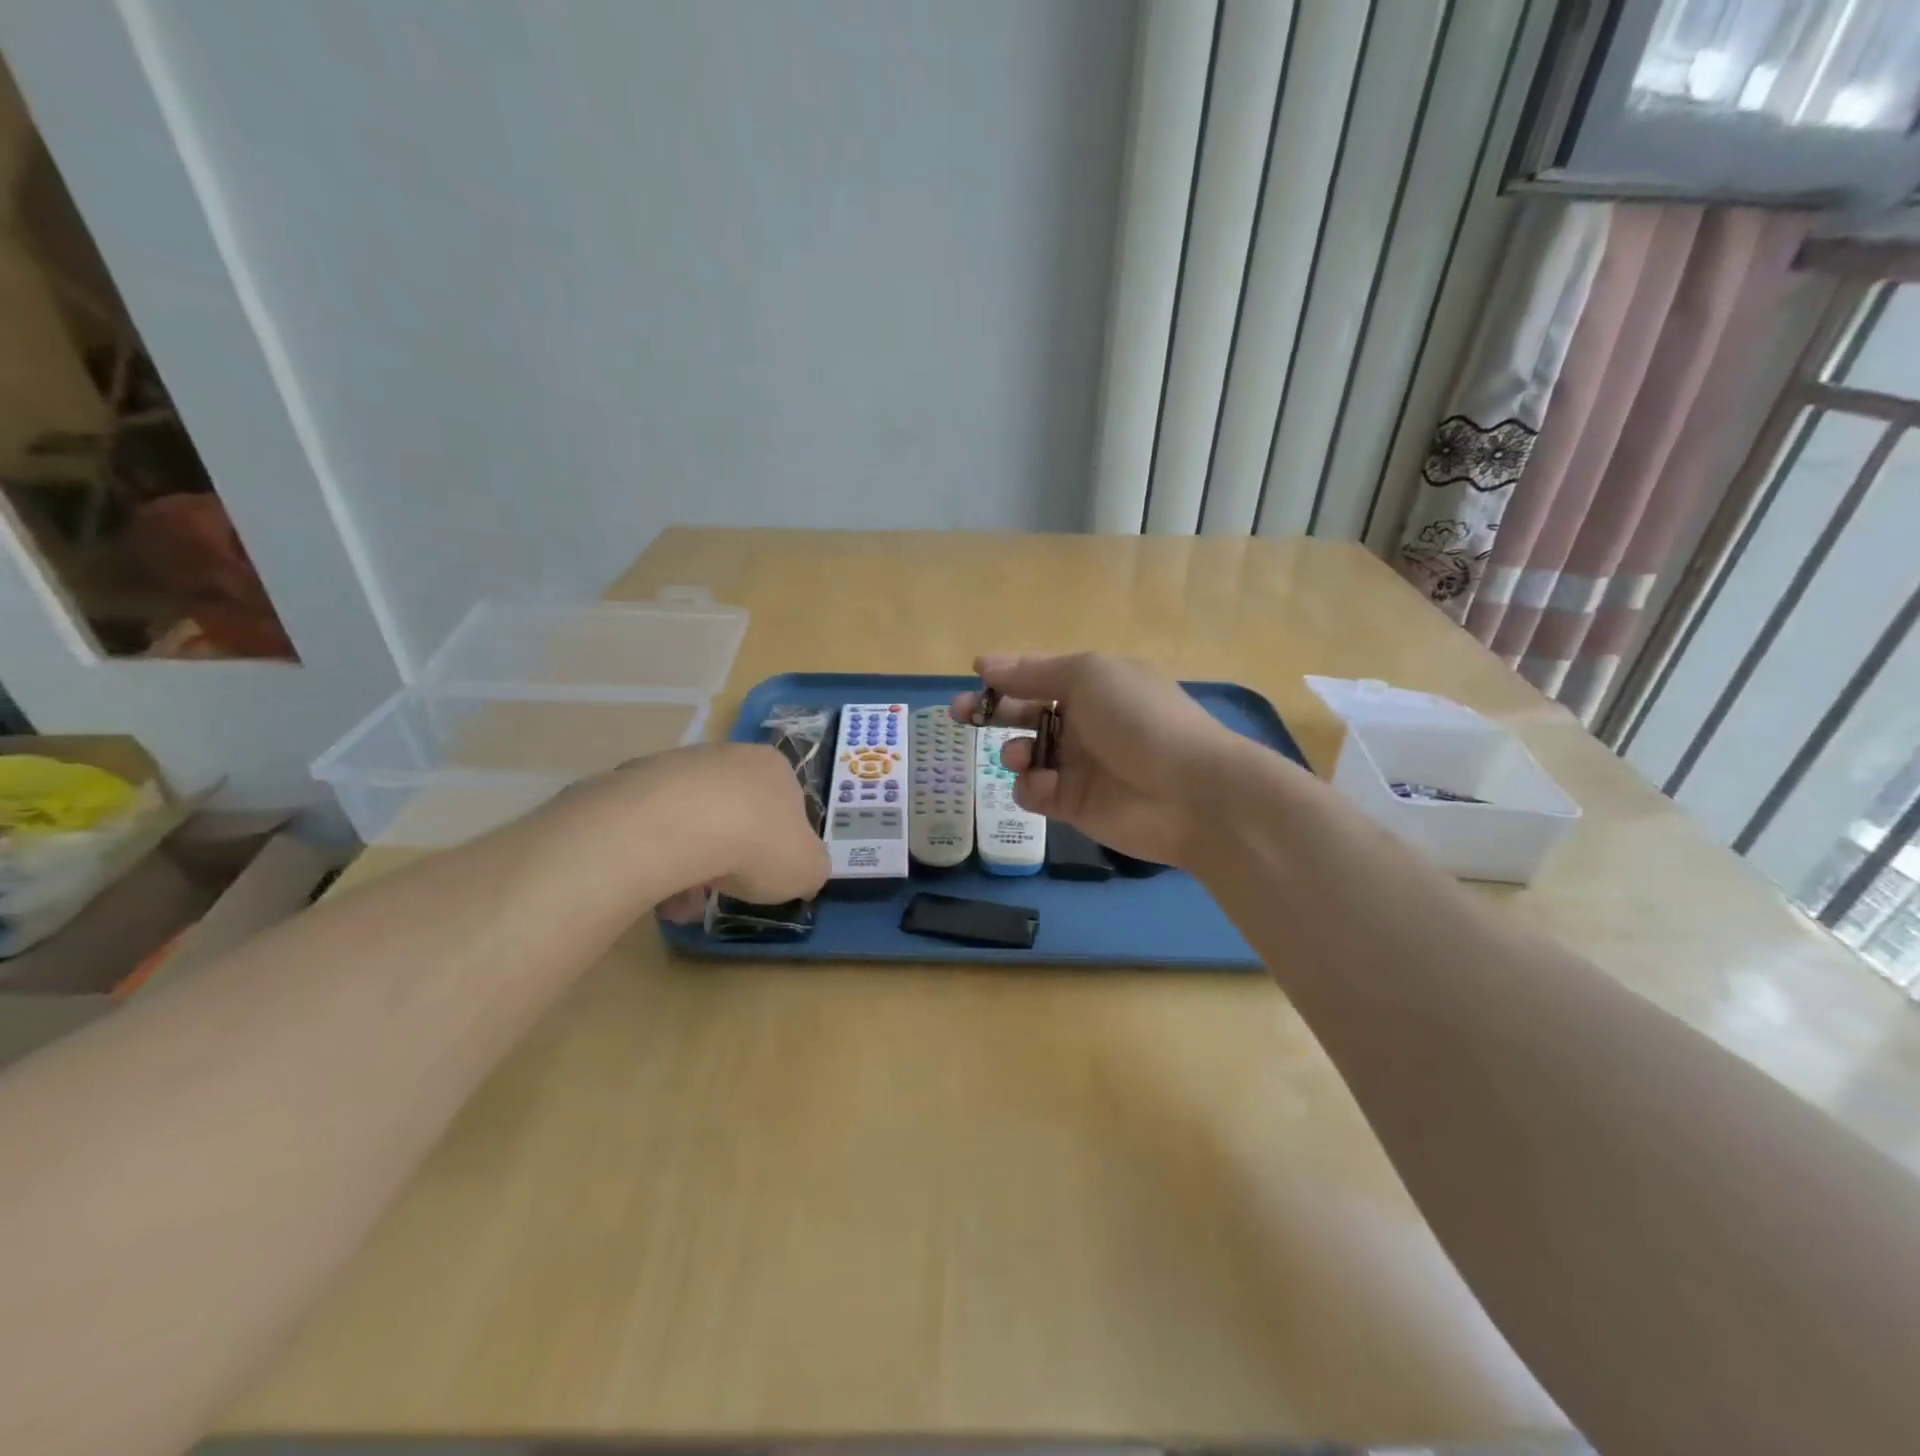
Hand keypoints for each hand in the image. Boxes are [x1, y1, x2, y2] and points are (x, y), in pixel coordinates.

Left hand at [608, 743, 830, 920]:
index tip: (767, 875)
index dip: (779, 844)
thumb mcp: (808, 869)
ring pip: (692, 822)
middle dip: (731, 855)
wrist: (675, 826)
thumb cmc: (756, 844)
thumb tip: (803, 870)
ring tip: (682, 904)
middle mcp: (729, 756)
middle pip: (736, 812)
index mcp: (775, 767)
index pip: (787, 804)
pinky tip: (655, 890)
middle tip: (724, 891)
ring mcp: (678, 765)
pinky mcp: (634, 781)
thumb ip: (812, 868)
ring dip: (691, 864)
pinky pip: (653, 827)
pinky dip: (657, 859)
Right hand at [951, 652, 1249, 867]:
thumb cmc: (1140, 719)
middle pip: (1025, 714)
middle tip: (958, 714)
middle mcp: (1083, 722)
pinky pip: (1035, 793)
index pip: (1039, 675)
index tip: (974, 675)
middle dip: (991, 712)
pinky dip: (1033, 787)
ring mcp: (1078, 765)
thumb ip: (1034, 672)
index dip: (1006, 675)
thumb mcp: (1089, 676)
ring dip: (1015, 752)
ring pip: (1025, 755)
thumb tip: (985, 663)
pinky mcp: (1073, 805)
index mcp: (1093, 685)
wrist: (1189, 792)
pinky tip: (1047, 787)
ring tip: (1022, 756)